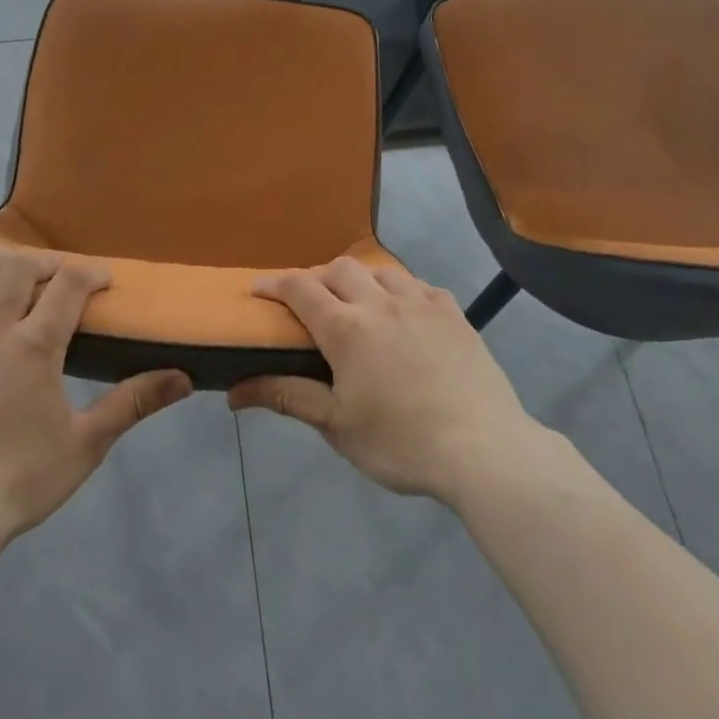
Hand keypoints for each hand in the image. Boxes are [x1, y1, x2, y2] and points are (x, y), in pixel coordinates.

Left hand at [0, 250, 192, 549]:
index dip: (90, 273)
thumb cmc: (18, 482)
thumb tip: (184, 379)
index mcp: (34, 348)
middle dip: (42, 263)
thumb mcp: (86, 445)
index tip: (103, 280)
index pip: (69, 287)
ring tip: (3, 269)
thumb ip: (132, 404)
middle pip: (16, 270)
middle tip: (56, 275)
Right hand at [229, 257, 545, 503]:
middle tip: (309, 303)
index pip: (299, 288)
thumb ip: (287, 397)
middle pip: (338, 269)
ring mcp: (421, 303)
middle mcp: (380, 302)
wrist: (483, 449)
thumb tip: (235, 392)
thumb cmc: (401, 442)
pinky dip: (400, 290)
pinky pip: (418, 285)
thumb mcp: (336, 425)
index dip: (274, 283)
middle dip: (315, 277)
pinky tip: (404, 312)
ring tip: (356, 303)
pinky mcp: (453, 313)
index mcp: (346, 328)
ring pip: (380, 270)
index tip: (257, 289)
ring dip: (358, 279)